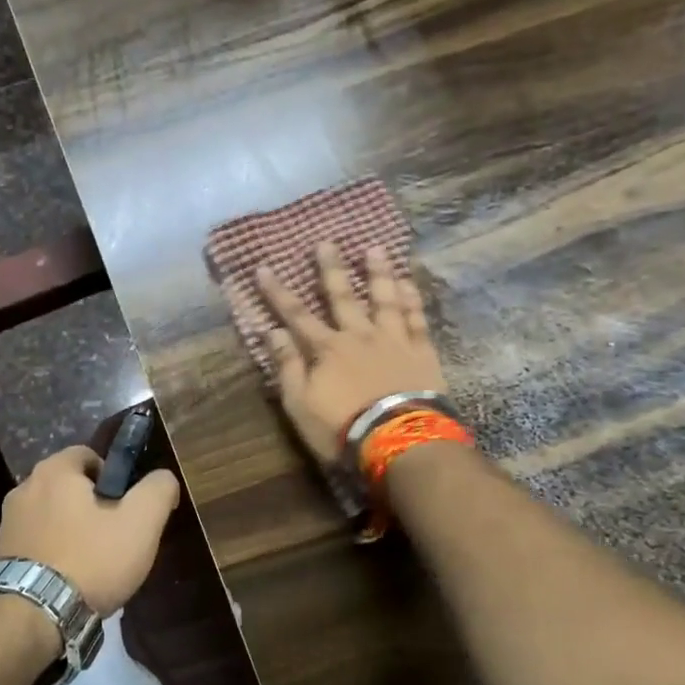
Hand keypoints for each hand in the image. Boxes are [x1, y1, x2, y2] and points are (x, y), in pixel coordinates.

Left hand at [0, 446, 181, 613]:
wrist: (34, 616)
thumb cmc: (91, 560)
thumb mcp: (141, 523)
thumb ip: (158, 490)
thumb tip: (163, 478)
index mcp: (53, 470)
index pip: (89, 455)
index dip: (114, 477)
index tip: (127, 508)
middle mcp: (24, 488)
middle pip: (69, 487)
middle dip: (92, 506)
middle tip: (115, 537)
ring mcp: (8, 522)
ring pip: (52, 515)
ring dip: (72, 530)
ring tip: (93, 564)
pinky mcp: (0, 554)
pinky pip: (36, 542)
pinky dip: (53, 552)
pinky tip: (69, 579)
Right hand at [253, 242, 446, 461]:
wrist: (399, 442)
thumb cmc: (341, 428)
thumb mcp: (300, 404)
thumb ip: (288, 366)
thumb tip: (272, 331)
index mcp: (327, 349)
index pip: (296, 315)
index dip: (278, 292)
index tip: (263, 268)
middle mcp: (359, 336)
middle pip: (343, 297)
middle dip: (330, 269)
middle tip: (326, 242)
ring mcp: (393, 341)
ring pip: (384, 299)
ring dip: (377, 273)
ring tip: (374, 248)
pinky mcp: (421, 352)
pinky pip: (415, 319)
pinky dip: (411, 299)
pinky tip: (407, 282)